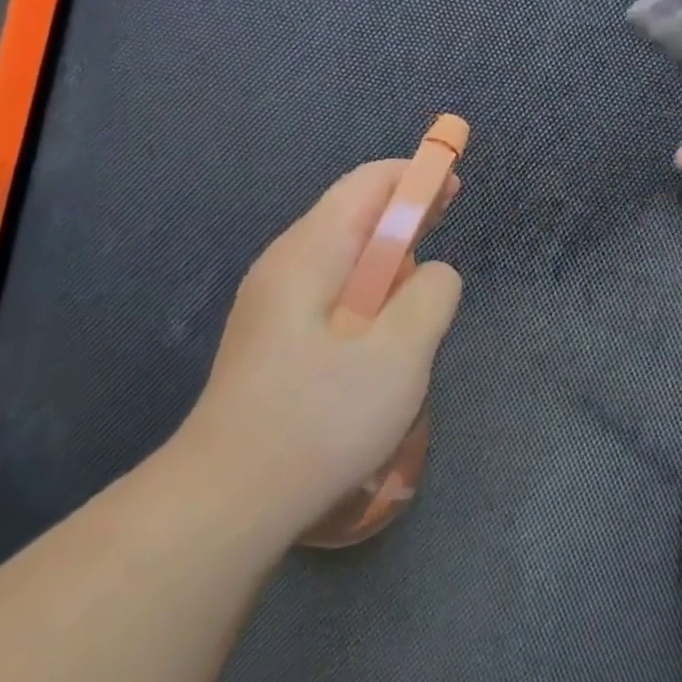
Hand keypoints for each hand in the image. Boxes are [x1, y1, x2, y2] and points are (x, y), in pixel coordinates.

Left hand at [180, 160, 463, 529]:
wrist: (228, 503)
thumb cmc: (319, 421)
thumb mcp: (400, 354)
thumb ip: (431, 296)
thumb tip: (436, 273)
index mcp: (308, 255)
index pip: (365, 186)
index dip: (414, 177)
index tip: (453, 186)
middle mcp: (283, 267)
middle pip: (351, 217)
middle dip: (404, 214)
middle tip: (447, 222)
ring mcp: (271, 306)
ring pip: (341, 259)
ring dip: (387, 259)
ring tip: (422, 285)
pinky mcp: (272, 341)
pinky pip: (330, 294)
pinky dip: (368, 292)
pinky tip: (384, 330)